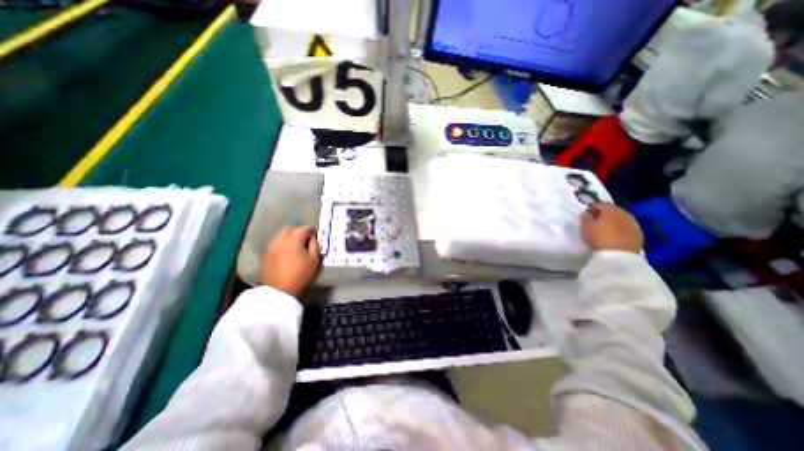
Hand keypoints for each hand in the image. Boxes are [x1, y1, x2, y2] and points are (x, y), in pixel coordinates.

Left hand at [259, 224, 319, 295]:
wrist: (278, 290)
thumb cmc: (299, 275)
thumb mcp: (313, 260)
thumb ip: (314, 246)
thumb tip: (312, 238)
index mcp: (293, 241)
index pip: (303, 228)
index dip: (310, 228)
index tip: (314, 230)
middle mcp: (280, 240)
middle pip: (289, 228)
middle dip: (298, 230)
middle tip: (305, 236)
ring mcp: (271, 246)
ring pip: (281, 235)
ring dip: (289, 236)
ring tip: (296, 243)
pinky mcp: (266, 253)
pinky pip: (276, 242)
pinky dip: (283, 242)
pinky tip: (287, 250)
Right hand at [582, 202, 644, 252]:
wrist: (619, 255)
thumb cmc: (598, 237)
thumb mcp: (585, 227)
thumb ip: (585, 218)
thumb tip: (586, 213)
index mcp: (610, 209)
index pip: (599, 204)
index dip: (591, 209)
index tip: (586, 216)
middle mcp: (624, 213)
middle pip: (612, 211)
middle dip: (604, 215)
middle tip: (595, 223)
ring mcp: (634, 224)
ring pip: (621, 220)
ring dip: (613, 223)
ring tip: (605, 231)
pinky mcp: (639, 235)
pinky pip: (627, 229)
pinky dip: (620, 230)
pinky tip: (614, 237)